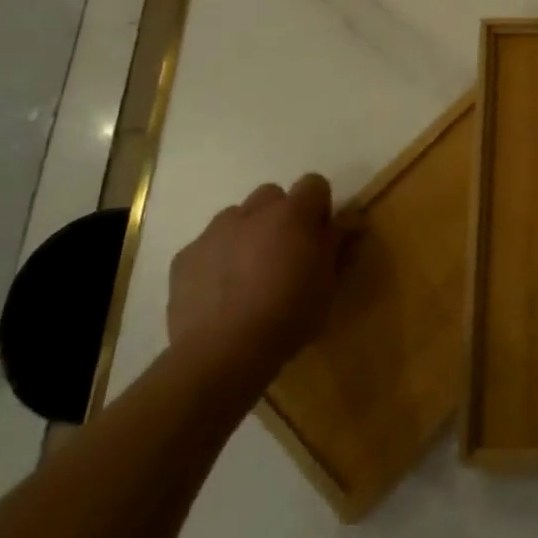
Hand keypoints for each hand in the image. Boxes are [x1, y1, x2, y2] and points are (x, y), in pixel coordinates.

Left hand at [167, 175, 349, 394]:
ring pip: (236, 218)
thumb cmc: (289, 316)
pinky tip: (221, 293)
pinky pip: (207, 246)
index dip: (319, 206)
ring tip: (249, 274)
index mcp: (293, 214)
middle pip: (272, 196)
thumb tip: (353, 220)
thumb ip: (338, 244)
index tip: (320, 235)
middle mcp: (252, 213)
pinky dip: (217, 259)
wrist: (222, 353)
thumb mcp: (328, 283)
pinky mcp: (184, 258)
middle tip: (285, 253)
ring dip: (248, 234)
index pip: (314, 184)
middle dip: (281, 216)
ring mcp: (213, 232)